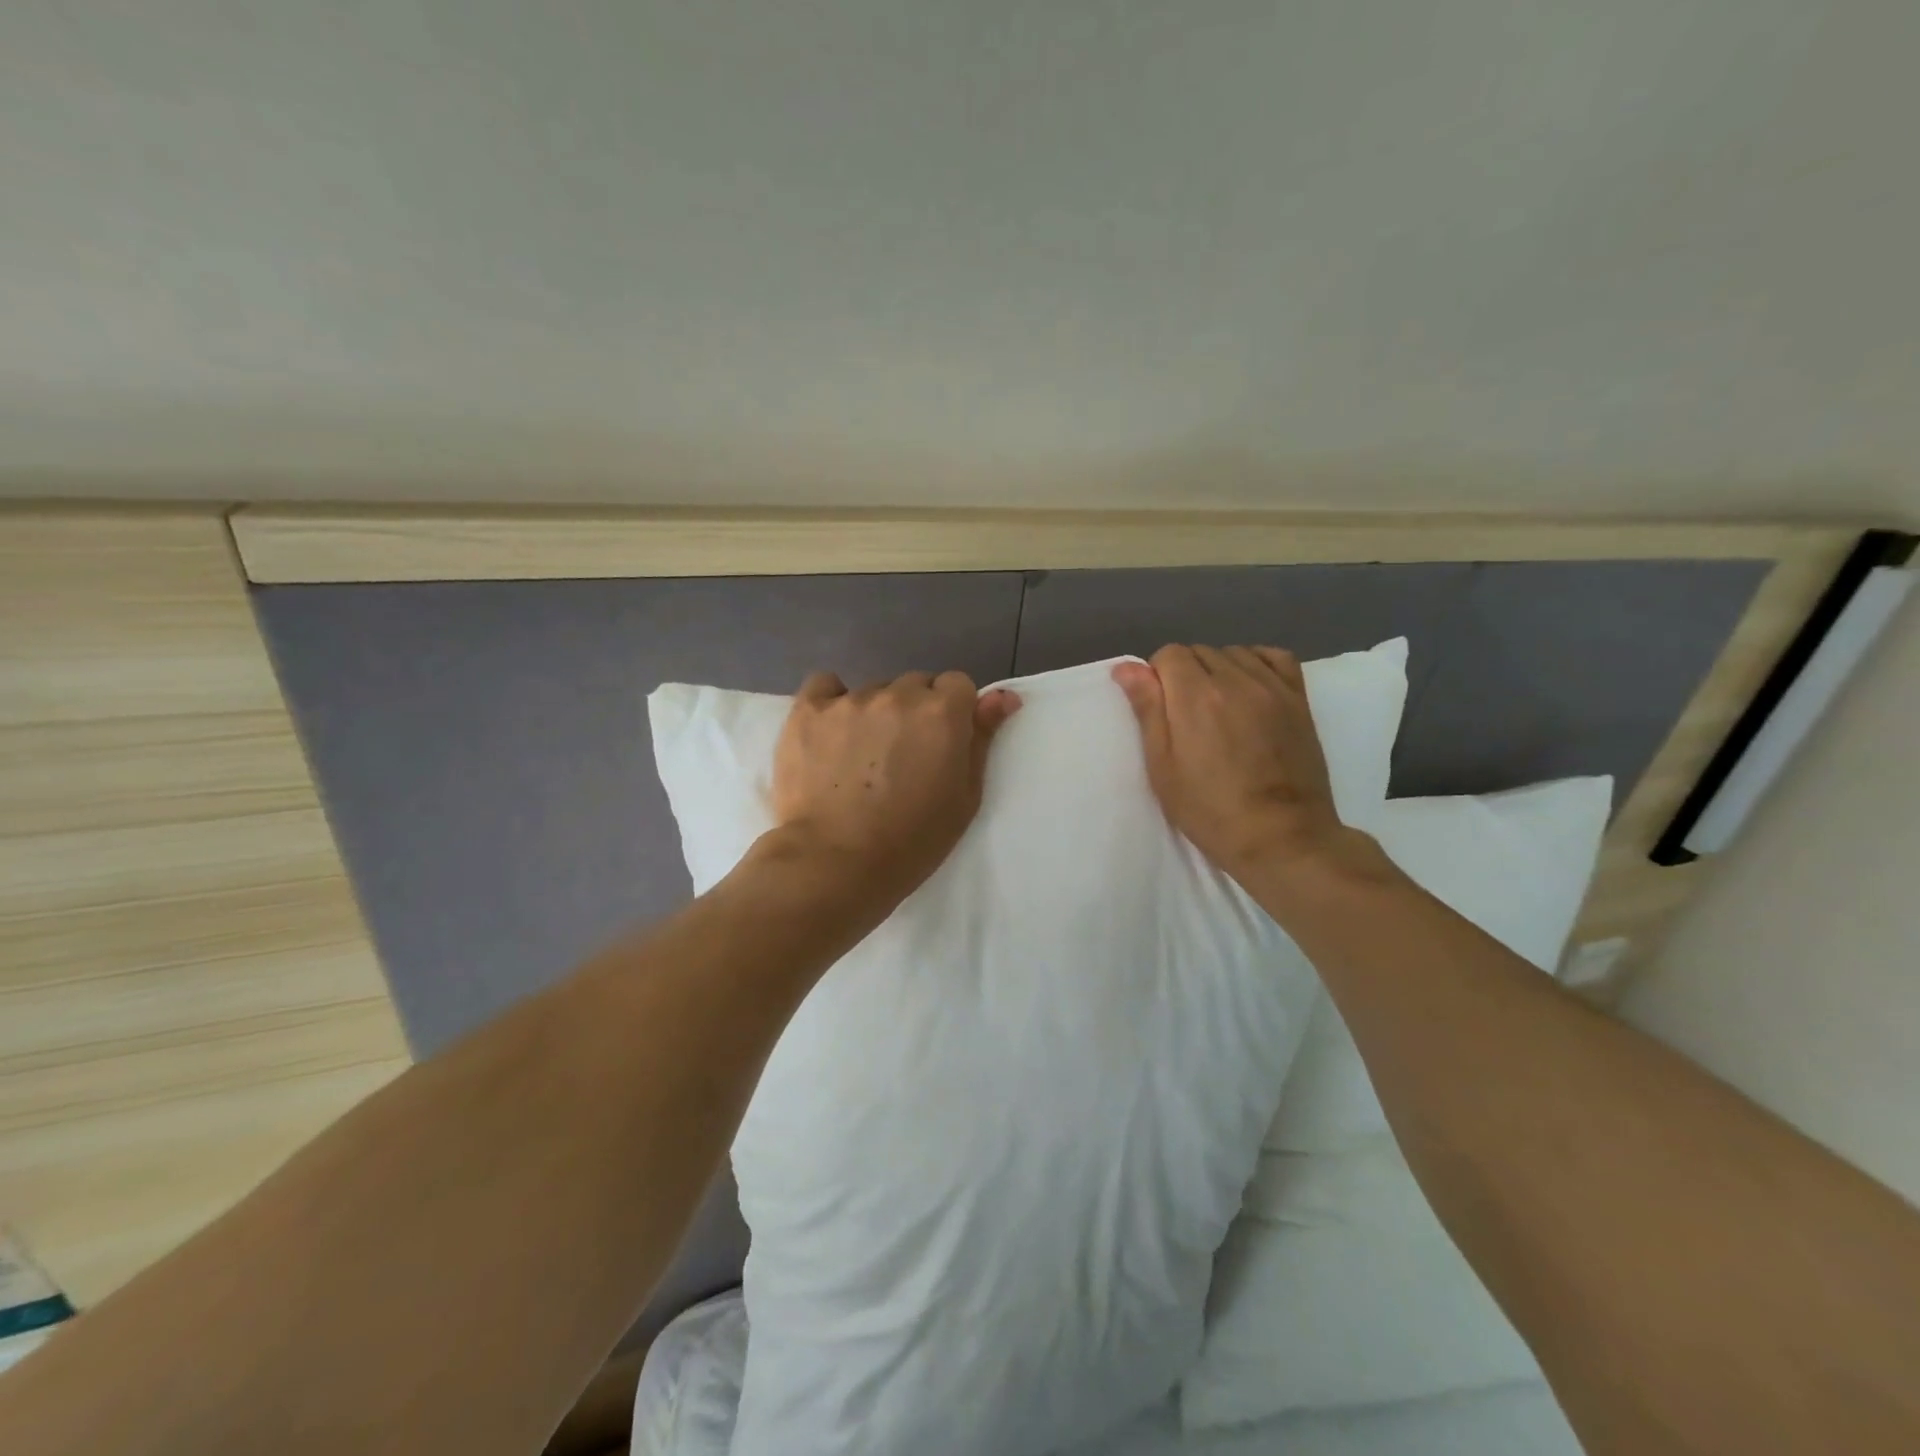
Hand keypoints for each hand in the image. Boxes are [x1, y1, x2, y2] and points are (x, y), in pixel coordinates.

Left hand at [768, 670, 1020, 904]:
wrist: (835, 863)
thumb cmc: (911, 841)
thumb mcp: (964, 798)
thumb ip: (982, 740)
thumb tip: (1003, 697)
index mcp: (942, 713)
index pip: (958, 684)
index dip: (953, 712)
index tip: (942, 743)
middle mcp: (898, 696)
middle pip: (915, 685)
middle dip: (915, 712)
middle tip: (902, 755)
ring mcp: (849, 700)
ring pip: (873, 691)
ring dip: (875, 713)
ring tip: (860, 757)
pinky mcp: (807, 711)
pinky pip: (825, 686)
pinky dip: (831, 702)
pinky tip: (829, 732)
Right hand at [1113, 645, 1362, 882]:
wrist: (1281, 837)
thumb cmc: (1210, 809)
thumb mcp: (1163, 767)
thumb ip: (1147, 710)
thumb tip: (1127, 667)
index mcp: (1196, 696)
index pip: (1169, 654)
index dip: (1157, 678)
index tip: (1161, 710)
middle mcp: (1236, 680)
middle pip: (1200, 651)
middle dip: (1185, 674)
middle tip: (1186, 717)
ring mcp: (1272, 687)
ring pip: (1235, 653)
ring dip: (1219, 670)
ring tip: (1219, 707)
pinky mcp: (1299, 699)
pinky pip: (1275, 657)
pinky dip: (1256, 663)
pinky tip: (1249, 688)